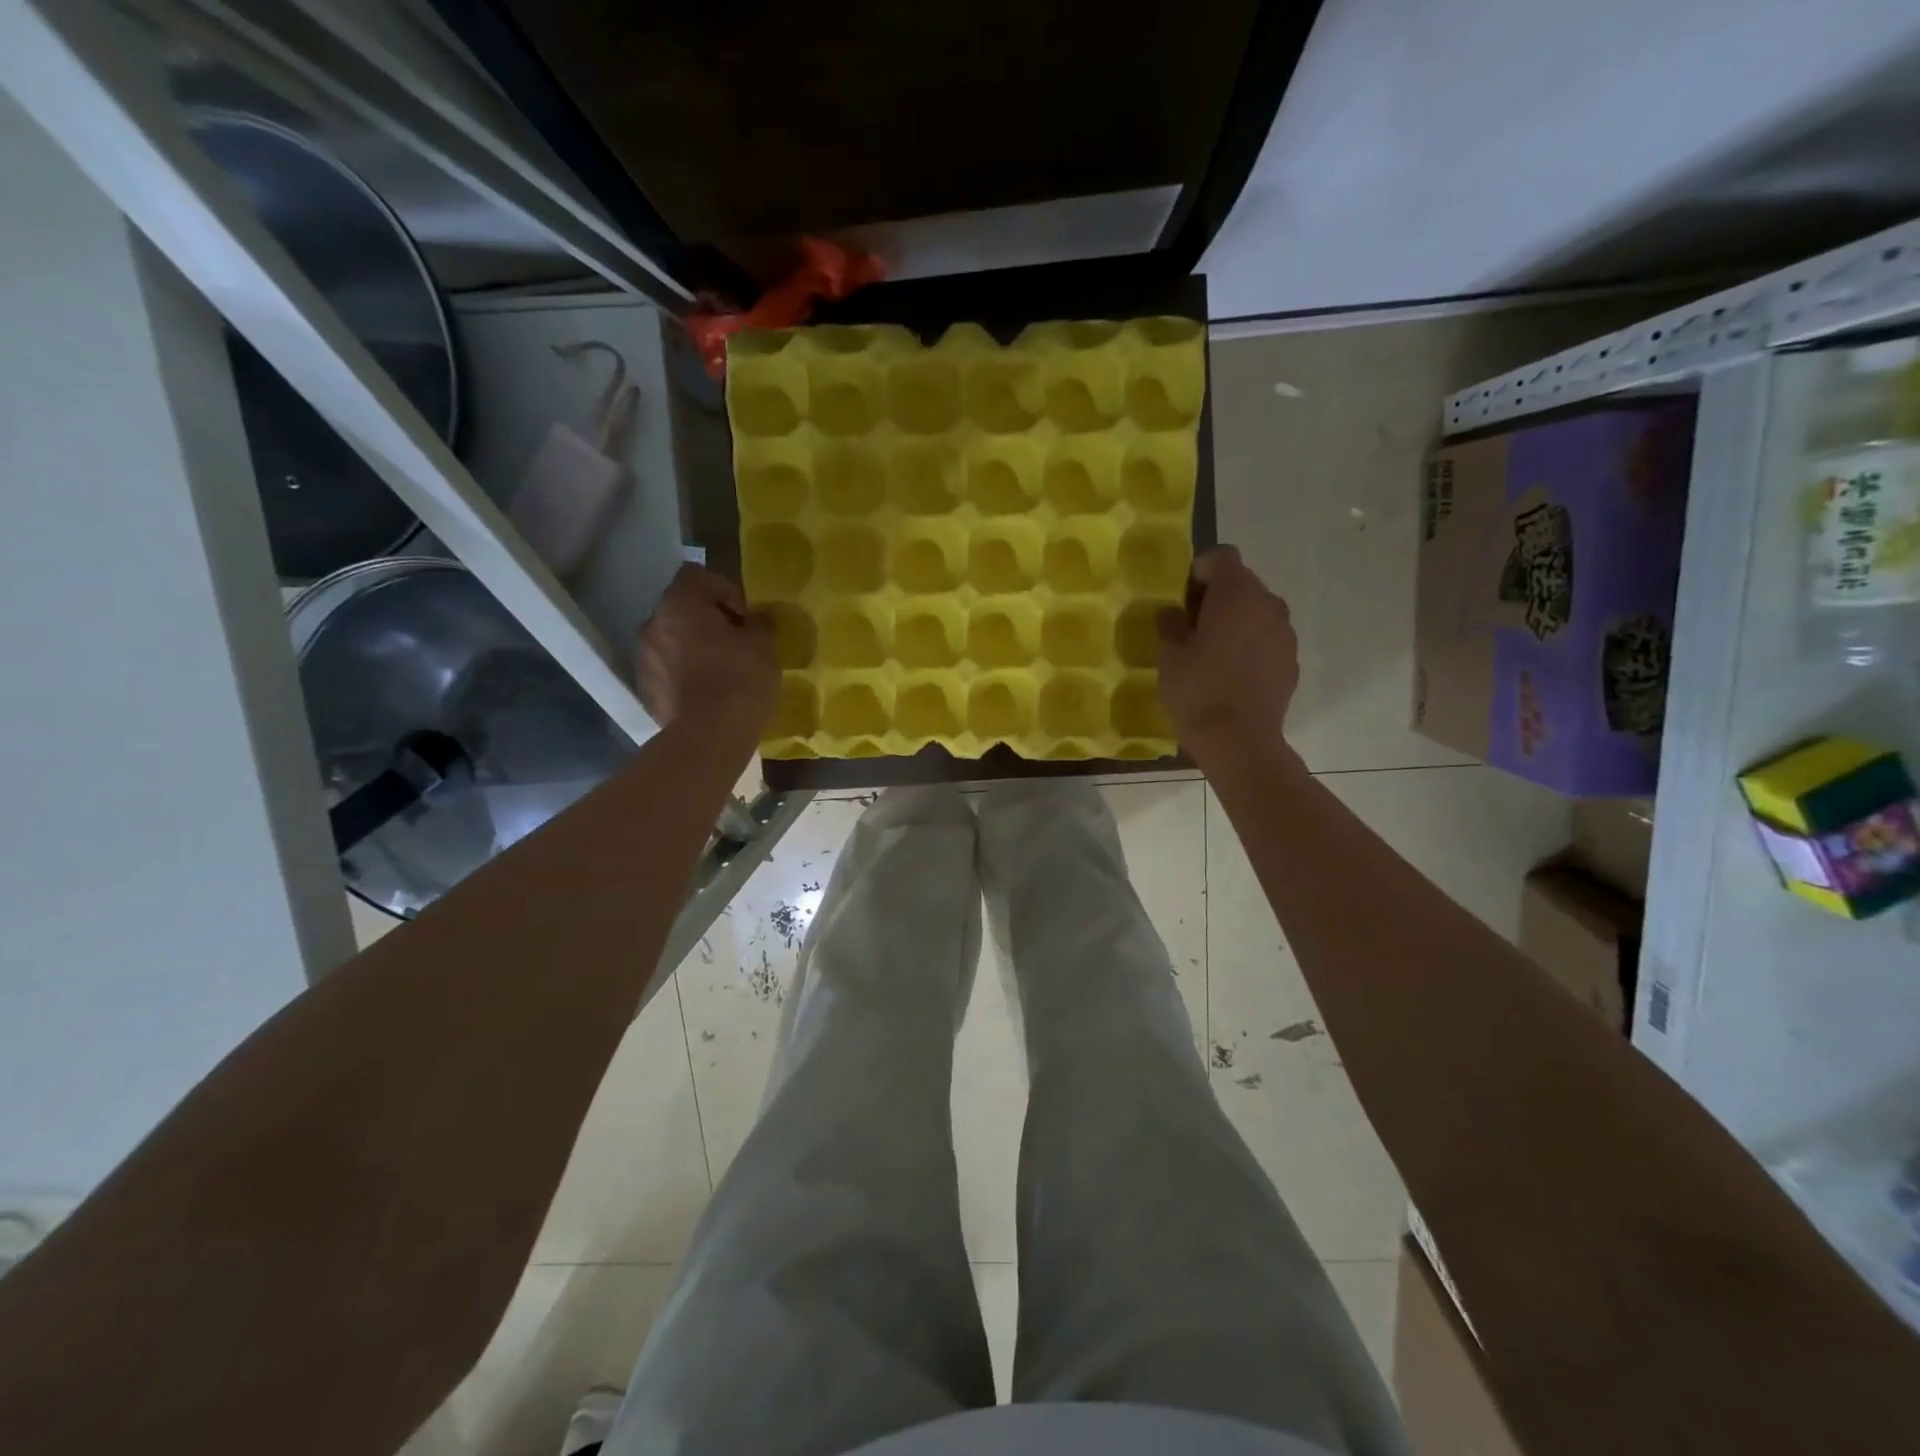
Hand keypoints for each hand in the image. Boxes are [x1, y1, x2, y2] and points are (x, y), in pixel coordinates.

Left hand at [637, 565, 777, 747]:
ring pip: (674, 640)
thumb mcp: (764, 646)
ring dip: (695, 647)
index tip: (745, 618)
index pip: (699, 575)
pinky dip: (685, 673)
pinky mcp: (645, 688)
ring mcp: (644, 657)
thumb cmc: (739, 681)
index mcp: (680, 604)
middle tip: (737, 644)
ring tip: (722, 671)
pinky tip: (707, 693)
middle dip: (709, 620)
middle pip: (683, 608)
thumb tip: (756, 619)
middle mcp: (653, 623)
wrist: (708, 738)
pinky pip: (668, 669)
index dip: (726, 590)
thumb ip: (759, 624)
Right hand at [1156, 545, 1299, 765]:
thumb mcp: (1169, 656)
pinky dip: (1250, 646)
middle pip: (1241, 583)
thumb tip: (1174, 614)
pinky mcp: (1291, 660)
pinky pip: (1267, 639)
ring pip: (1256, 612)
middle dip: (1217, 598)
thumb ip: (1170, 625)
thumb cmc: (1198, 691)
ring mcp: (1285, 633)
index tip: (1183, 599)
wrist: (1239, 741)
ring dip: (1236, 622)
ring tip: (1213, 655)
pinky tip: (1232, 675)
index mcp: (1236, 594)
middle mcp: (1268, 604)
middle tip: (1192, 629)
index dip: (1199, 571)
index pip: (1221, 557)